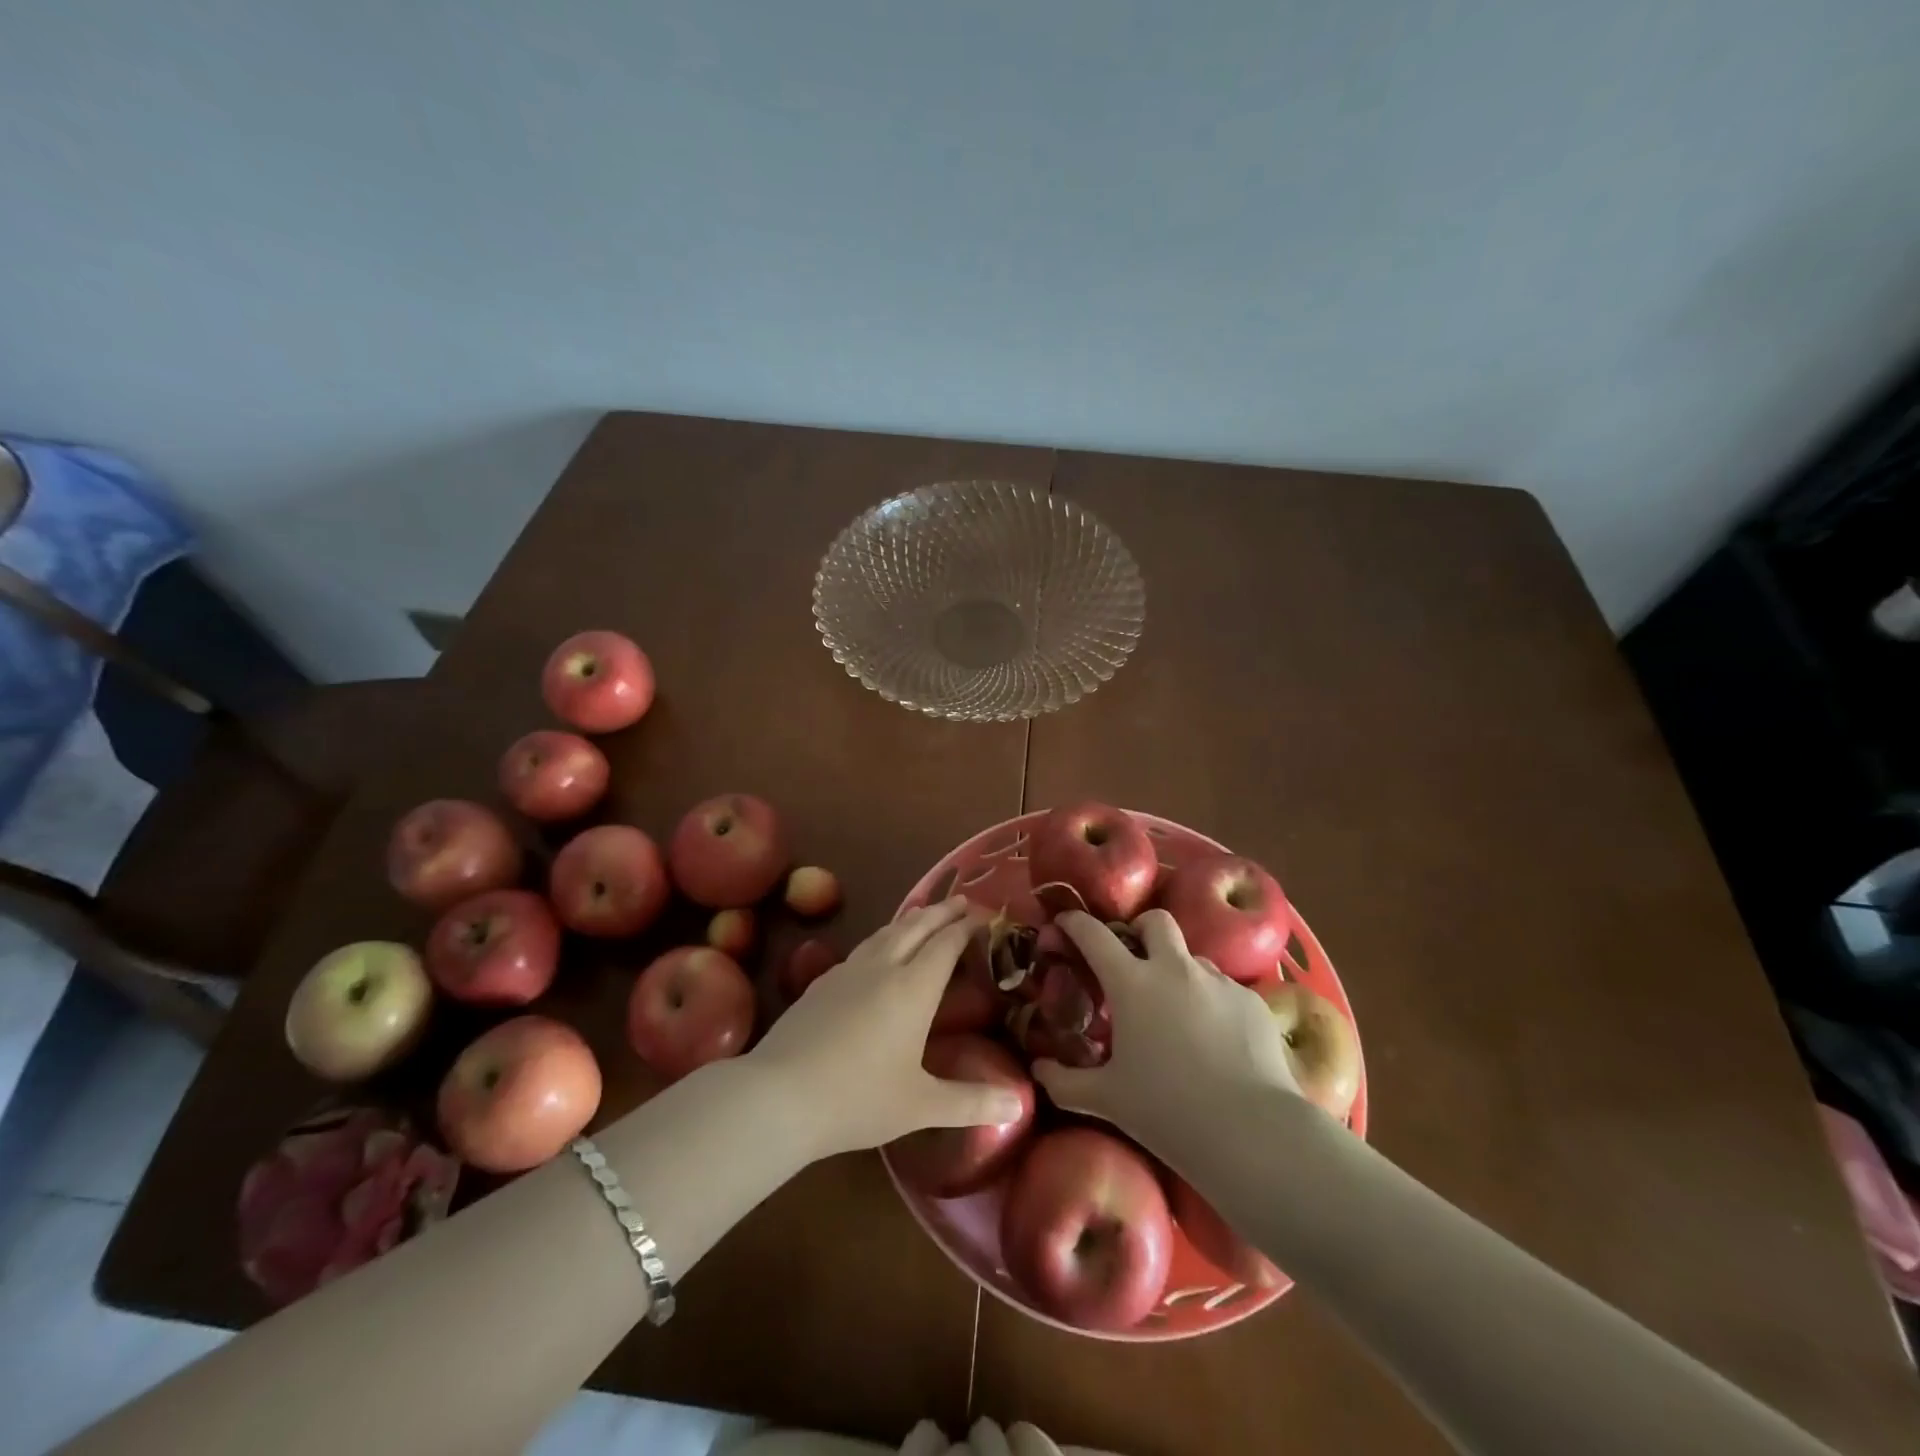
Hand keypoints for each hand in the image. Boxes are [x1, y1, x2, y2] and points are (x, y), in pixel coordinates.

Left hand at [749, 897, 1024, 1157]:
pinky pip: (863, 947)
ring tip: (923, 914)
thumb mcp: (921, 1106)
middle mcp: (883, 968)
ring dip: (911, 919)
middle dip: (942, 911)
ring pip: (886, 932)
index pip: (947, 943)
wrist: (779, 1095)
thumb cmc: (858, 1098)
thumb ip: (971, 1102)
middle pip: (917, 926)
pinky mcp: (821, 983)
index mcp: (913, 988)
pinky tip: (877, 952)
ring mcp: (848, 971)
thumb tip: (1020, 1105)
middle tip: (962, 900)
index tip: (986, 915)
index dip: (968, 926)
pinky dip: (883, 938)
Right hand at [1033, 910, 1301, 1145]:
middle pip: (1156, 921)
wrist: (1253, 1133)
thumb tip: (1038, 1070)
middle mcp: (1175, 969)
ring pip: (1193, 958)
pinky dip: (1212, 1003)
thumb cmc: (1168, 1112)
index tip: (1065, 922)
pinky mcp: (1252, 1001)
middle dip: (1141, 929)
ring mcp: (1218, 982)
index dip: (1075, 922)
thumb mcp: (1106, 1100)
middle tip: (1133, 956)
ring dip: (1178, 971)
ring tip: (1178, 1011)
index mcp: (1132, 984)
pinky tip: (1216, 1040)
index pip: (1094, 934)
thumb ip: (1064, 1083)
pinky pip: (1225, 990)